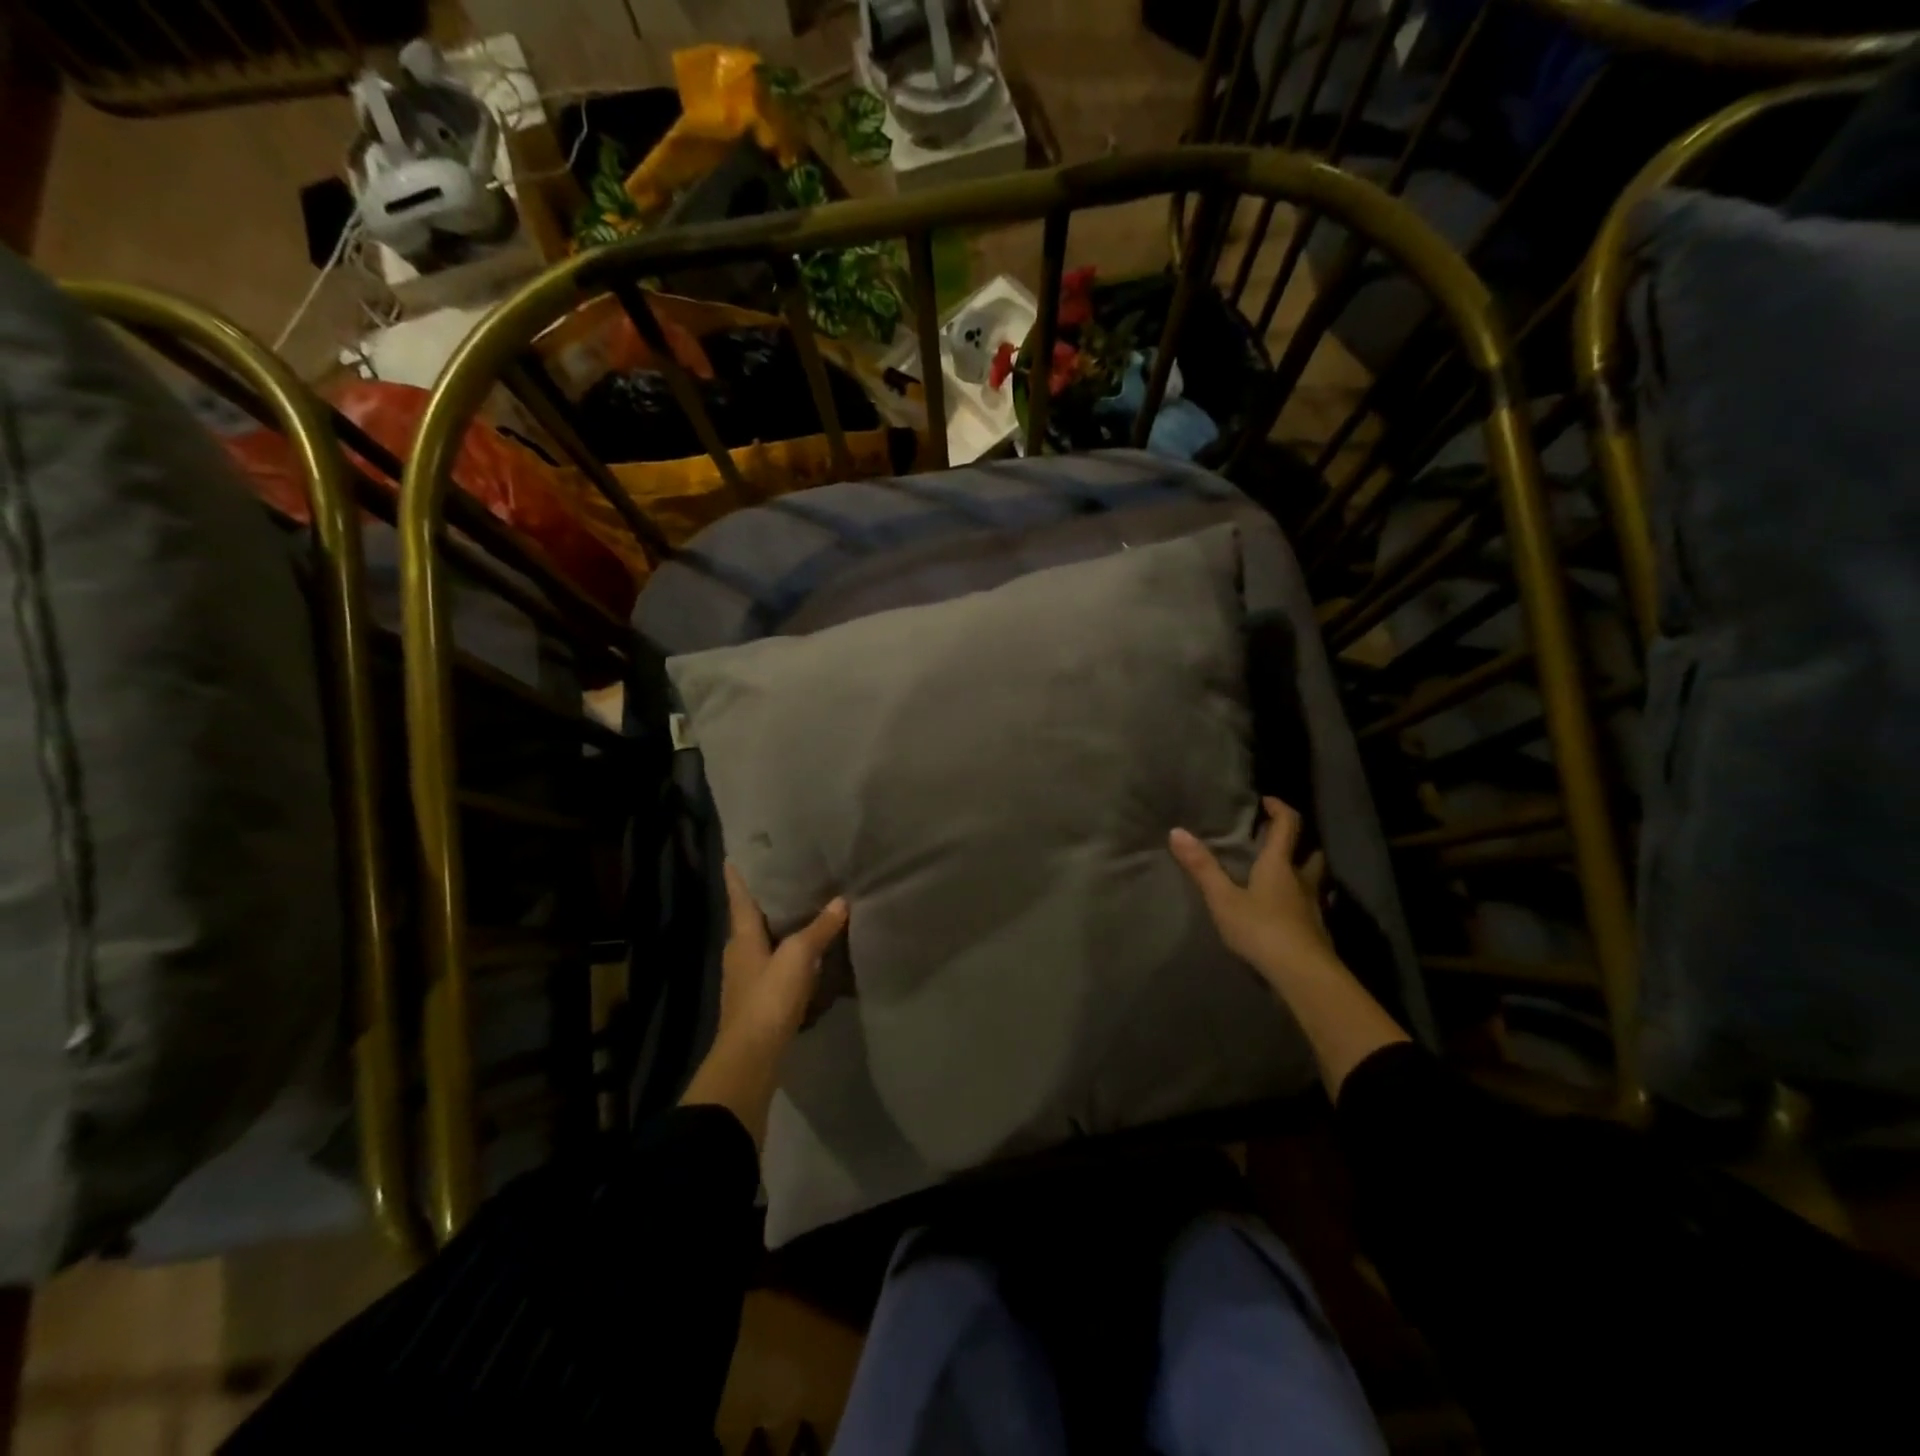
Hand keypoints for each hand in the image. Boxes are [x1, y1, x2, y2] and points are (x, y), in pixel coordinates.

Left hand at [718, 862, 847, 1053]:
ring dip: (778, 924)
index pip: (738, 897)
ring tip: (802, 906)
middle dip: (764, 897)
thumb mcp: (798, 957)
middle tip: (786, 873)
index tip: (735, 854)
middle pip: (750, 917)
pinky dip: (787, 950)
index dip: (738, 876)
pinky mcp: (758, 997)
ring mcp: (746, 977)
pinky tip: (806, 949)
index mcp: (741, 936)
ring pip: (763, 940)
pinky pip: (774, 962)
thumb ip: (819, 929)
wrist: (752, 1056)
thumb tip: (841, 901)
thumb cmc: (768, 998)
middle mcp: (739, 952)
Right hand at [1170, 797, 1333, 986]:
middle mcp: (1302, 881)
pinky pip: (1314, 907)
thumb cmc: (1261, 929)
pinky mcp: (1318, 932)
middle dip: (1297, 842)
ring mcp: (1314, 908)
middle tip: (1277, 841)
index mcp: (1279, 865)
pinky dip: (1305, 902)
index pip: (1287, 826)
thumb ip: (1202, 867)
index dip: (1279, 809)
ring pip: (1315, 880)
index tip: (1266, 800)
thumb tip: (1177, 831)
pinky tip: (1293, 912)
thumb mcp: (1223, 899)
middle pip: (1309, 853)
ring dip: (1305, 872)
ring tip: (1286, 875)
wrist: (1303, 975)